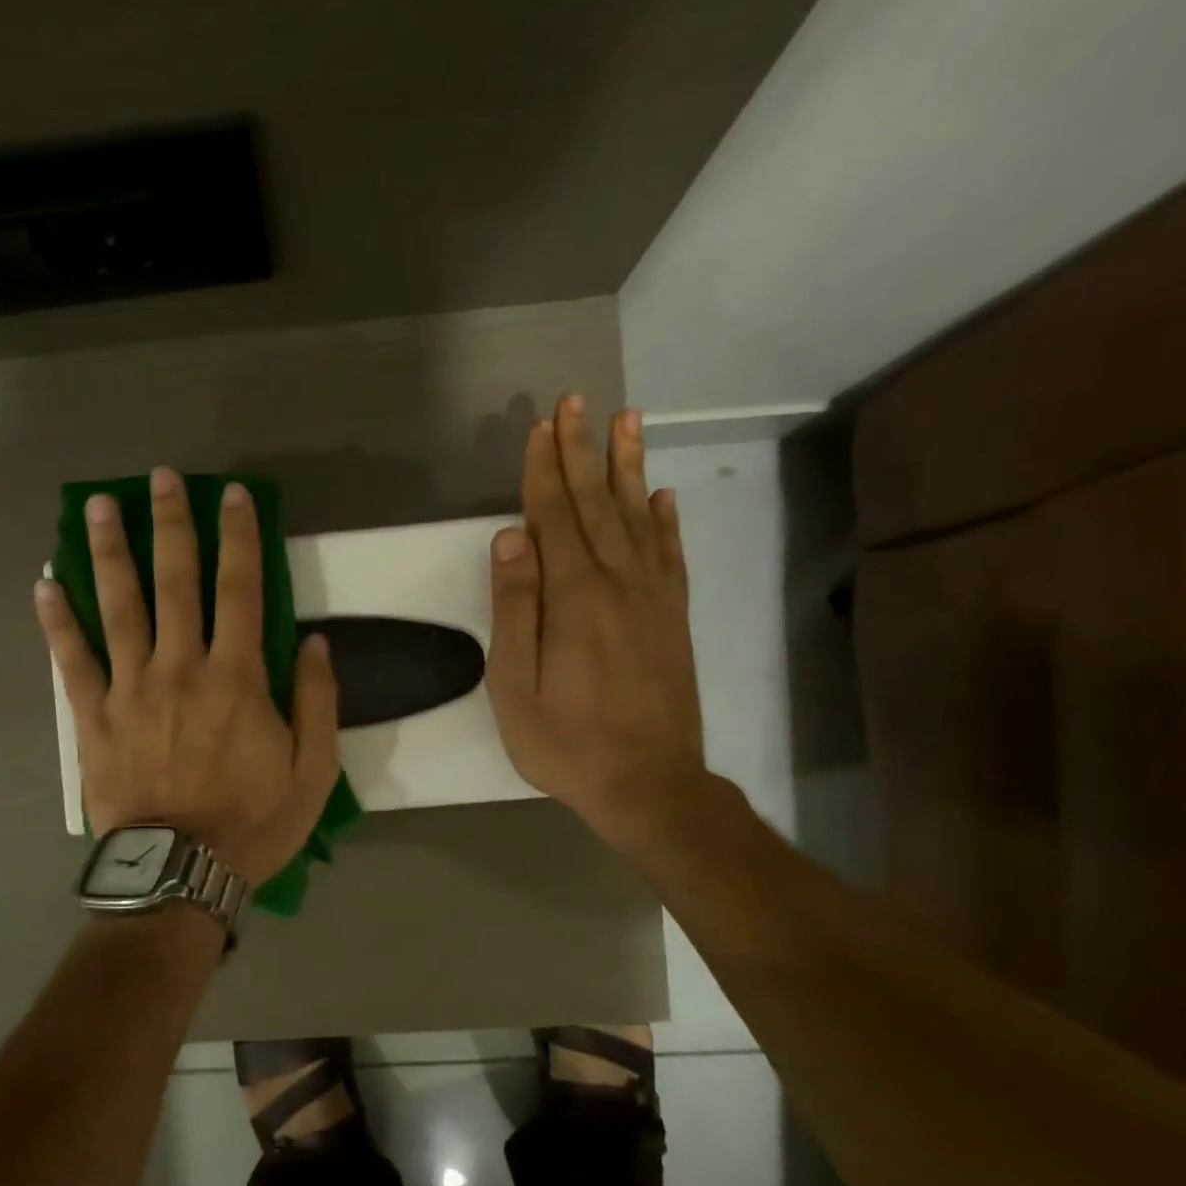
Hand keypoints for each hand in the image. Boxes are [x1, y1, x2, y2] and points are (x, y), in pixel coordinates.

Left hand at [36, 467, 340, 884]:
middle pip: (174, 582)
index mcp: (236, 677)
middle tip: (161, 478)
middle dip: (171, 524)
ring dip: (108, 552)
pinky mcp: (94, 718)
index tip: (232, 495)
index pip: (241, 589)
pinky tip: (44, 584)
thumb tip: (315, 642)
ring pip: (117, 607)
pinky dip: (57, 621)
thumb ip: (317, 701)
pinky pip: (72, 661)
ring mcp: (130, 689)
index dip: (239, 537)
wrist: (180, 873)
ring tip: (98, 507)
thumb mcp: (314, 771)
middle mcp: (180, 668)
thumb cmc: (253, 823)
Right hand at [486, 397, 706, 853]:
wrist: (650, 785)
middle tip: (578, 401)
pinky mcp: (674, 618)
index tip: (540, 425)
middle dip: (582, 451)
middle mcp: (619, 584)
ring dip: (627, 467)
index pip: (555, 518)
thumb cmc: (566, 743)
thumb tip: (511, 538)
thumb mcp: (515, 686)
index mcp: (574, 598)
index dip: (544, 471)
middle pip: (596, 505)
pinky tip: (660, 494)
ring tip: (627, 419)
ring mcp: (654, 599)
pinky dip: (665, 520)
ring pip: (638, 517)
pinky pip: (670, 555)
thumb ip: (514, 608)